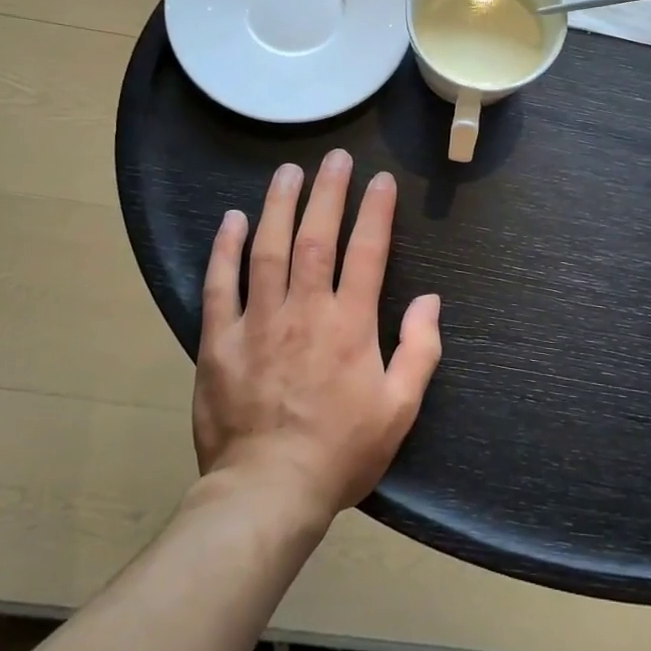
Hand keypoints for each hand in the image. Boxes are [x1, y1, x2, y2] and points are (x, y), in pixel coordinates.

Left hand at [194, 150, 441, 524]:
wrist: (267, 493)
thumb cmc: (340, 452)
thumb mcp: (399, 409)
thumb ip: (419, 350)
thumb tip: (431, 300)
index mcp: (350, 324)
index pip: (367, 252)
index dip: (376, 211)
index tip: (381, 180)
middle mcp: (304, 311)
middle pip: (316, 237)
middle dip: (328, 192)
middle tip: (334, 157)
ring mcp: (257, 322)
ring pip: (268, 249)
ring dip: (278, 205)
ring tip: (288, 171)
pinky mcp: (218, 341)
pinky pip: (220, 285)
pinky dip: (225, 249)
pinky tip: (232, 219)